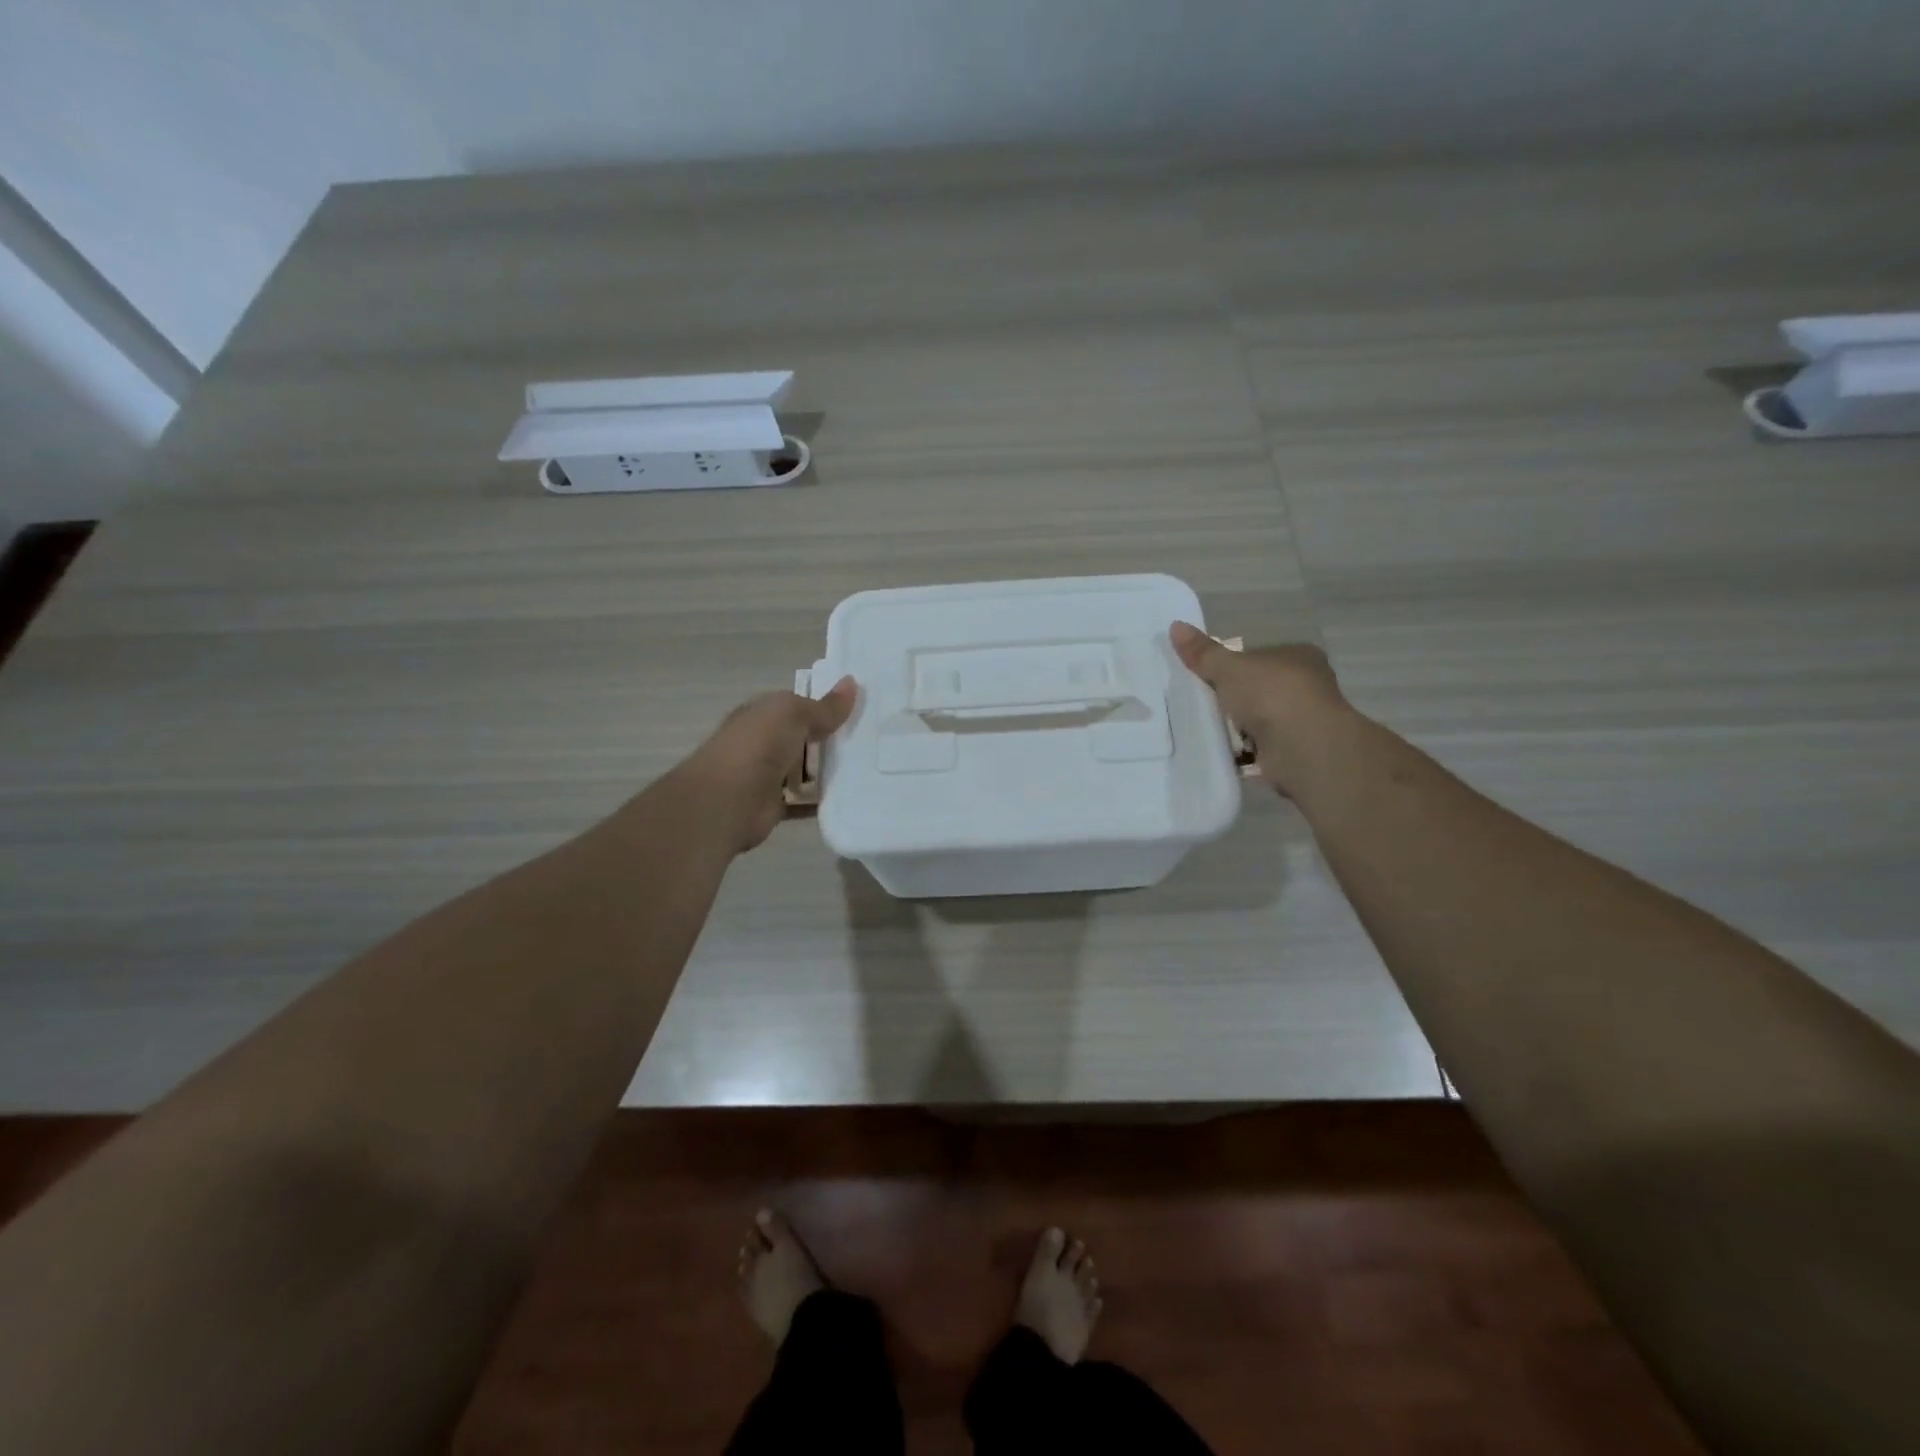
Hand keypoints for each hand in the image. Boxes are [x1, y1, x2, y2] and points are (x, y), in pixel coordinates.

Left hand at [675, 677, 858, 852]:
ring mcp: (768, 775)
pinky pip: (805, 802)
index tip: (862, 710)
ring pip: (807, 771)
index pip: (798, 706)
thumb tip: (852, 682)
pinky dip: (823, 802)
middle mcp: (764, 742)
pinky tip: (852, 798)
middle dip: (834, 740)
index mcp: (763, 714)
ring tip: (871, 769)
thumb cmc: (758, 746)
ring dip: (831, 771)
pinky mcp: (776, 805)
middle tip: (875, 741)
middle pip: (805, 738)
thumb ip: (824, 706)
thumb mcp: (793, 714)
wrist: (727, 800)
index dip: (826, 706)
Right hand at [1169, 622, 1348, 796]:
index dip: (1234, 665)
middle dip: (1236, 697)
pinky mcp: (1296, 750)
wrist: (1303, 746)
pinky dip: (1244, 750)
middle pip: (1260, 688)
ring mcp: (1303, 719)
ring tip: (1206, 728)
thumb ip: (1203, 652)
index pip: (1260, 656)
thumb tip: (1175, 626)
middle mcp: (1307, 684)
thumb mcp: (1228, 667)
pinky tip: (1222, 751)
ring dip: (1239, 726)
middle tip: (1203, 702)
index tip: (1209, 676)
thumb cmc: (1271, 694)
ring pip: (1261, 718)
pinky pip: (1261, 746)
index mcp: (1298, 655)